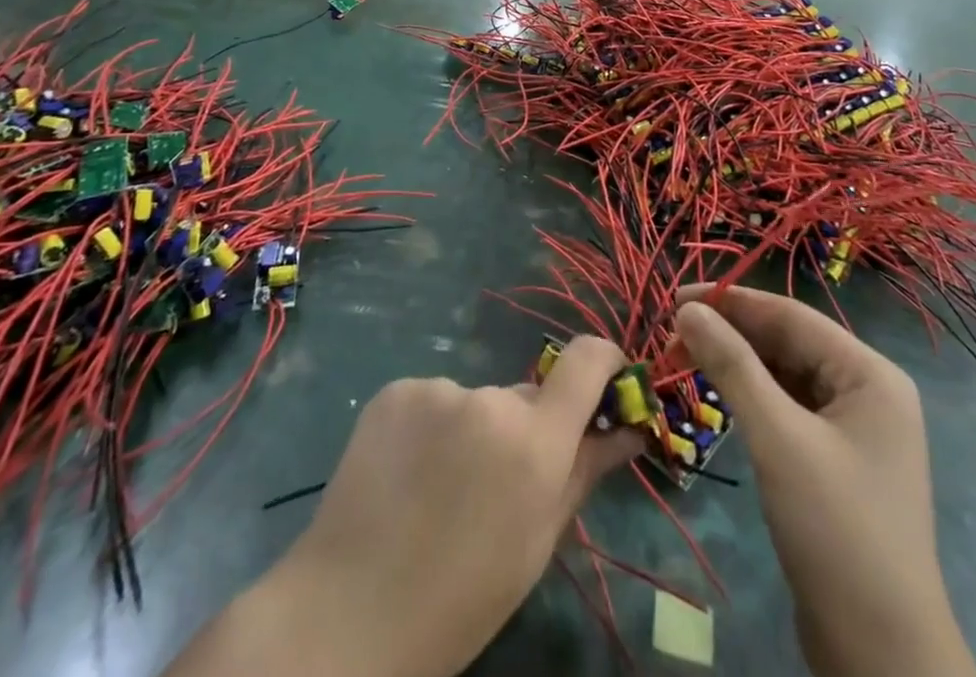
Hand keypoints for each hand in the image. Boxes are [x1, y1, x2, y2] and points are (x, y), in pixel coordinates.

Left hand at [171, 338, 641, 676]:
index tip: (607, 383)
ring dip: (473, 430)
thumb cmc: (461, 599)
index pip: (588, 360)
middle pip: (525, 395)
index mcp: (535, 441)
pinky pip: (434, 399)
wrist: (347, 615)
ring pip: (476, 401)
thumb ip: (586, 471)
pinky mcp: (397, 389)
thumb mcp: (538, 543)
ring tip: (438, 490)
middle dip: (524, 427)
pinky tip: (406, 476)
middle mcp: (490, 398)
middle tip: (494, 486)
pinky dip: (432, 427)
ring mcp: (438, 388)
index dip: (605, 361)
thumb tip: (629, 426)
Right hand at [677, 286, 975, 676]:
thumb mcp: (778, 438)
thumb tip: (688, 310)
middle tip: (672, 333)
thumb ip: (732, 366)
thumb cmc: (835, 530)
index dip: (732, 301)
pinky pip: (790, 408)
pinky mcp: (838, 460)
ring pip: (786, 375)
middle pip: (789, 343)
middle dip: (732, 334)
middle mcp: (868, 391)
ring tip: (686, 358)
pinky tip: (720, 396)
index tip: (676, 296)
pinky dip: (753, 398)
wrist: (881, 656)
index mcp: (870, 374)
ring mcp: (856, 429)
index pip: (791, 316)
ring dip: (739, 365)